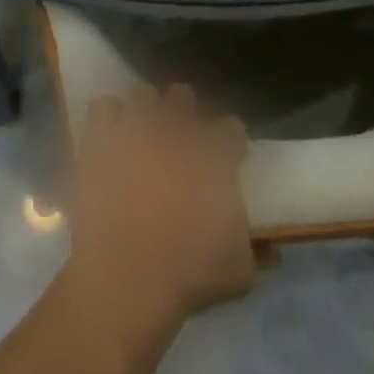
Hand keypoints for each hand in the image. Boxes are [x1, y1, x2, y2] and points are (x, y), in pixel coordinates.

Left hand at [66, 85, 255, 331]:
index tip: (229, 156)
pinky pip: (102, 109)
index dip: (230, 141)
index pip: (232, 127)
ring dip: (144, 111)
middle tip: (180, 140)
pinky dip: (107, 118)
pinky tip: (109, 135)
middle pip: (182, 96)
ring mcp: (136, 130)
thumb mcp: (238, 272)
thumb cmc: (189, 274)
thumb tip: (274, 251)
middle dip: (183, 112)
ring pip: (142, 95)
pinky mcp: (100, 140)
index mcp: (214, 154)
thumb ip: (257, 254)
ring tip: (142, 132)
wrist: (126, 278)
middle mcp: (176, 131)